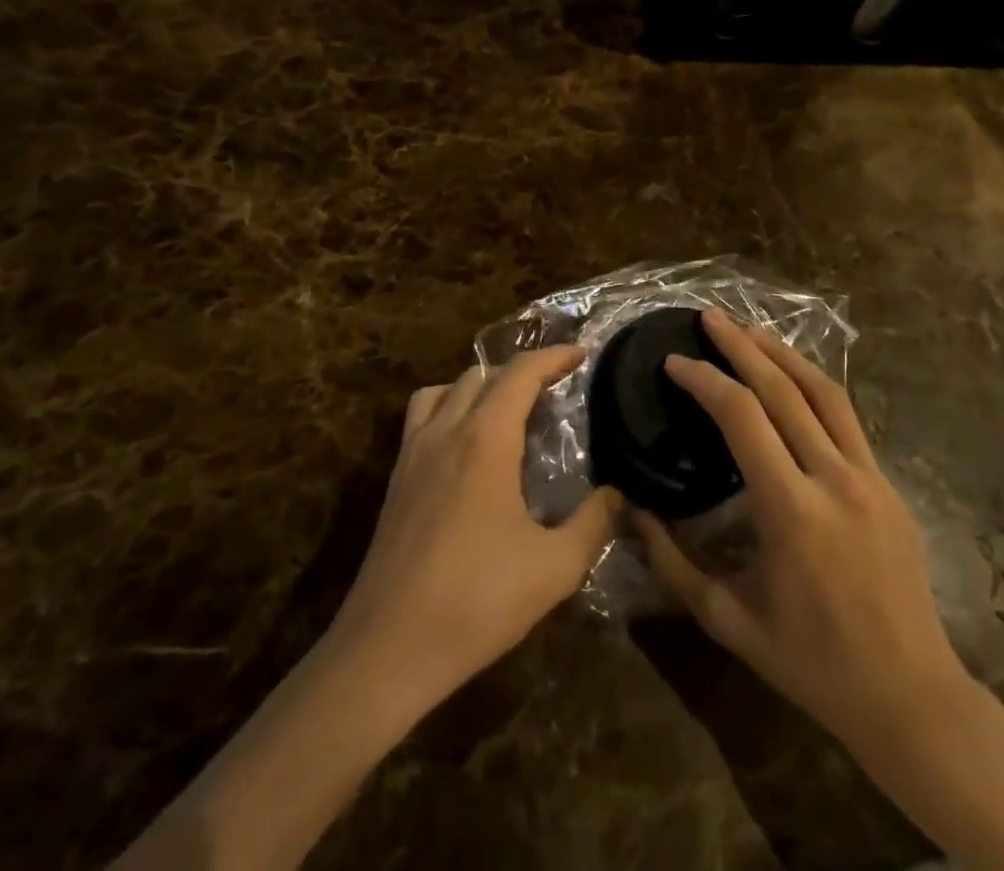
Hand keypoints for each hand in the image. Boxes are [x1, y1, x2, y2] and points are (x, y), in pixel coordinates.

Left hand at [327, 346, 621, 715]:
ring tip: (505, 409)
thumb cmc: (476, 601)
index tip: (581, 354)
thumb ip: (593, 524)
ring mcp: (413, 453)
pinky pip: (421, 417)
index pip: (521, 372)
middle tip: (554, 388)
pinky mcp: (394, 479)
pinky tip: (464, 446)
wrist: (387, 649)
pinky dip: (447, 408)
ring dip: (479, 385)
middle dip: (521, 370)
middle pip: (483, 374)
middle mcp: (446, 431)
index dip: (553, 356)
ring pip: (445, 389)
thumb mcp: (554, 568)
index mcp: (486, 439)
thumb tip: (616, 495)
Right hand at [635, 312, 968, 758]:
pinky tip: (792, 379)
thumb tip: (631, 514)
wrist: (911, 696)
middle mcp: (834, 478)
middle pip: (783, 388)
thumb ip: (673, 565)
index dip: (705, 380)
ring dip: (783, 352)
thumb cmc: (812, 664)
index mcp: (791, 510)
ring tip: (749, 329)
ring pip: (824, 391)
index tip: (675, 362)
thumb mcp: (729, 621)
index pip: (742, 417)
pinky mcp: (889, 483)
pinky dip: (813, 385)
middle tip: (709, 317)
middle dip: (741, 345)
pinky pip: (846, 418)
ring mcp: (870, 476)